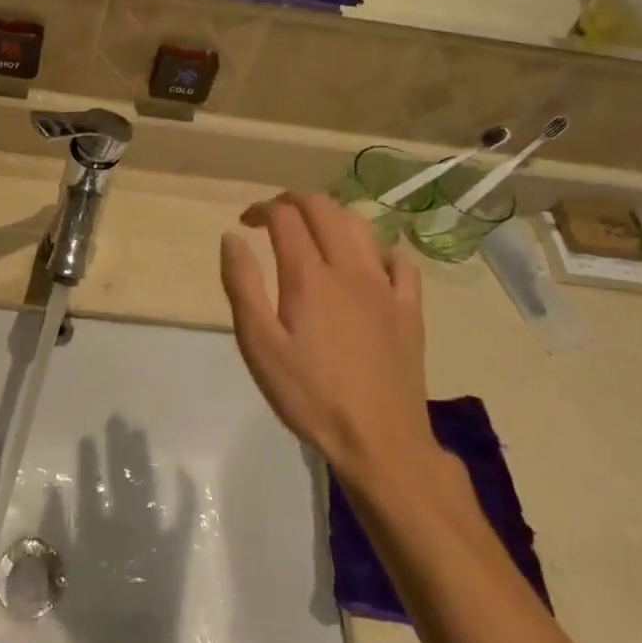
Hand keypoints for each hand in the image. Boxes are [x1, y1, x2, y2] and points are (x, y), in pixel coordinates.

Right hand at [219, 193, 434, 490]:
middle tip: (274, 217)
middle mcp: (350, 268)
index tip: (245, 222)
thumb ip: (243, 286)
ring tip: (315, 231)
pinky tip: (368, 262)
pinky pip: (401, 261)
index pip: (285, 217)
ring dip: (333, 216)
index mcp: (309, 275)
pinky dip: (379, 248)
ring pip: (362, 226)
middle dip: (295, 201)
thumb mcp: (259, 345)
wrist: (380, 441)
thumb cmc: (309, 395)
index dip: (261, 209)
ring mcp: (385, 286)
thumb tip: (232, 238)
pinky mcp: (409, 309)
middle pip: (324, 209)